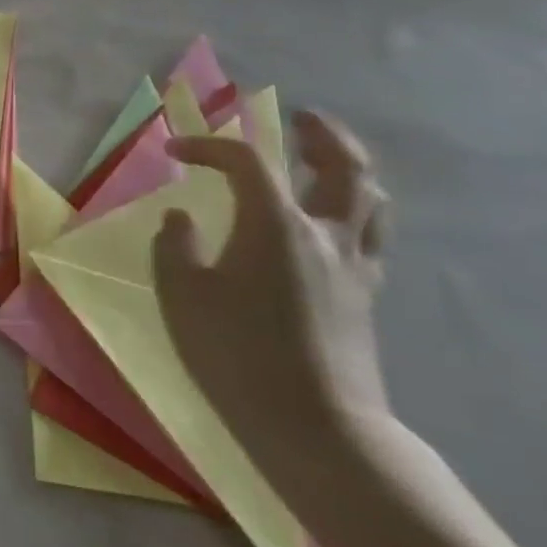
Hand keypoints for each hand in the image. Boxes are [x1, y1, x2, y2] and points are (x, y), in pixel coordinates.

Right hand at [151, 112, 390, 479]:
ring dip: (349, 170)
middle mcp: (325, 235)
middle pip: (344, 167)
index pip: (248, 162)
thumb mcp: (181, 293)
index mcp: (276, 226)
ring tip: (321, 162)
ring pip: (371, 200)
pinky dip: (352, 210)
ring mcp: (354, 266)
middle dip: (322, 137)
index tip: (175, 152)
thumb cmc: (235, 352)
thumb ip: (176, 245)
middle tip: (300, 120)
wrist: (314, 426)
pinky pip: (368, 235)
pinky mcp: (363, 296)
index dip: (209, 147)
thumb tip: (181, 217)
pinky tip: (327, 222)